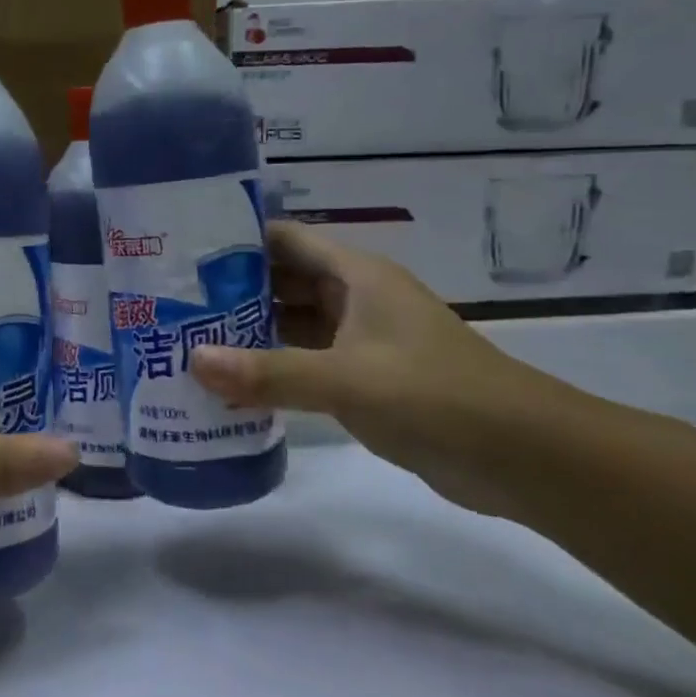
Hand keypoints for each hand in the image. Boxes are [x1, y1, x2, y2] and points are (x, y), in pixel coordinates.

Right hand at [189, 223, 548, 510]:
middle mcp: (355, 298)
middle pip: (281, 281)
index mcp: (355, 276)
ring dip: (247, 332)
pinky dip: (270, 368)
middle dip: (230, 291)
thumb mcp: (347, 379)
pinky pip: (304, 362)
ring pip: (290, 324)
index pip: (283, 239)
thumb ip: (269, 372)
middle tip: (171, 303)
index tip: (181, 252)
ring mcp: (360, 340)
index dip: (235, 240)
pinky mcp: (364, 378)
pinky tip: (230, 383)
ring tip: (186, 341)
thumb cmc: (436, 396)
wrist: (524, 457)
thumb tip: (193, 362)